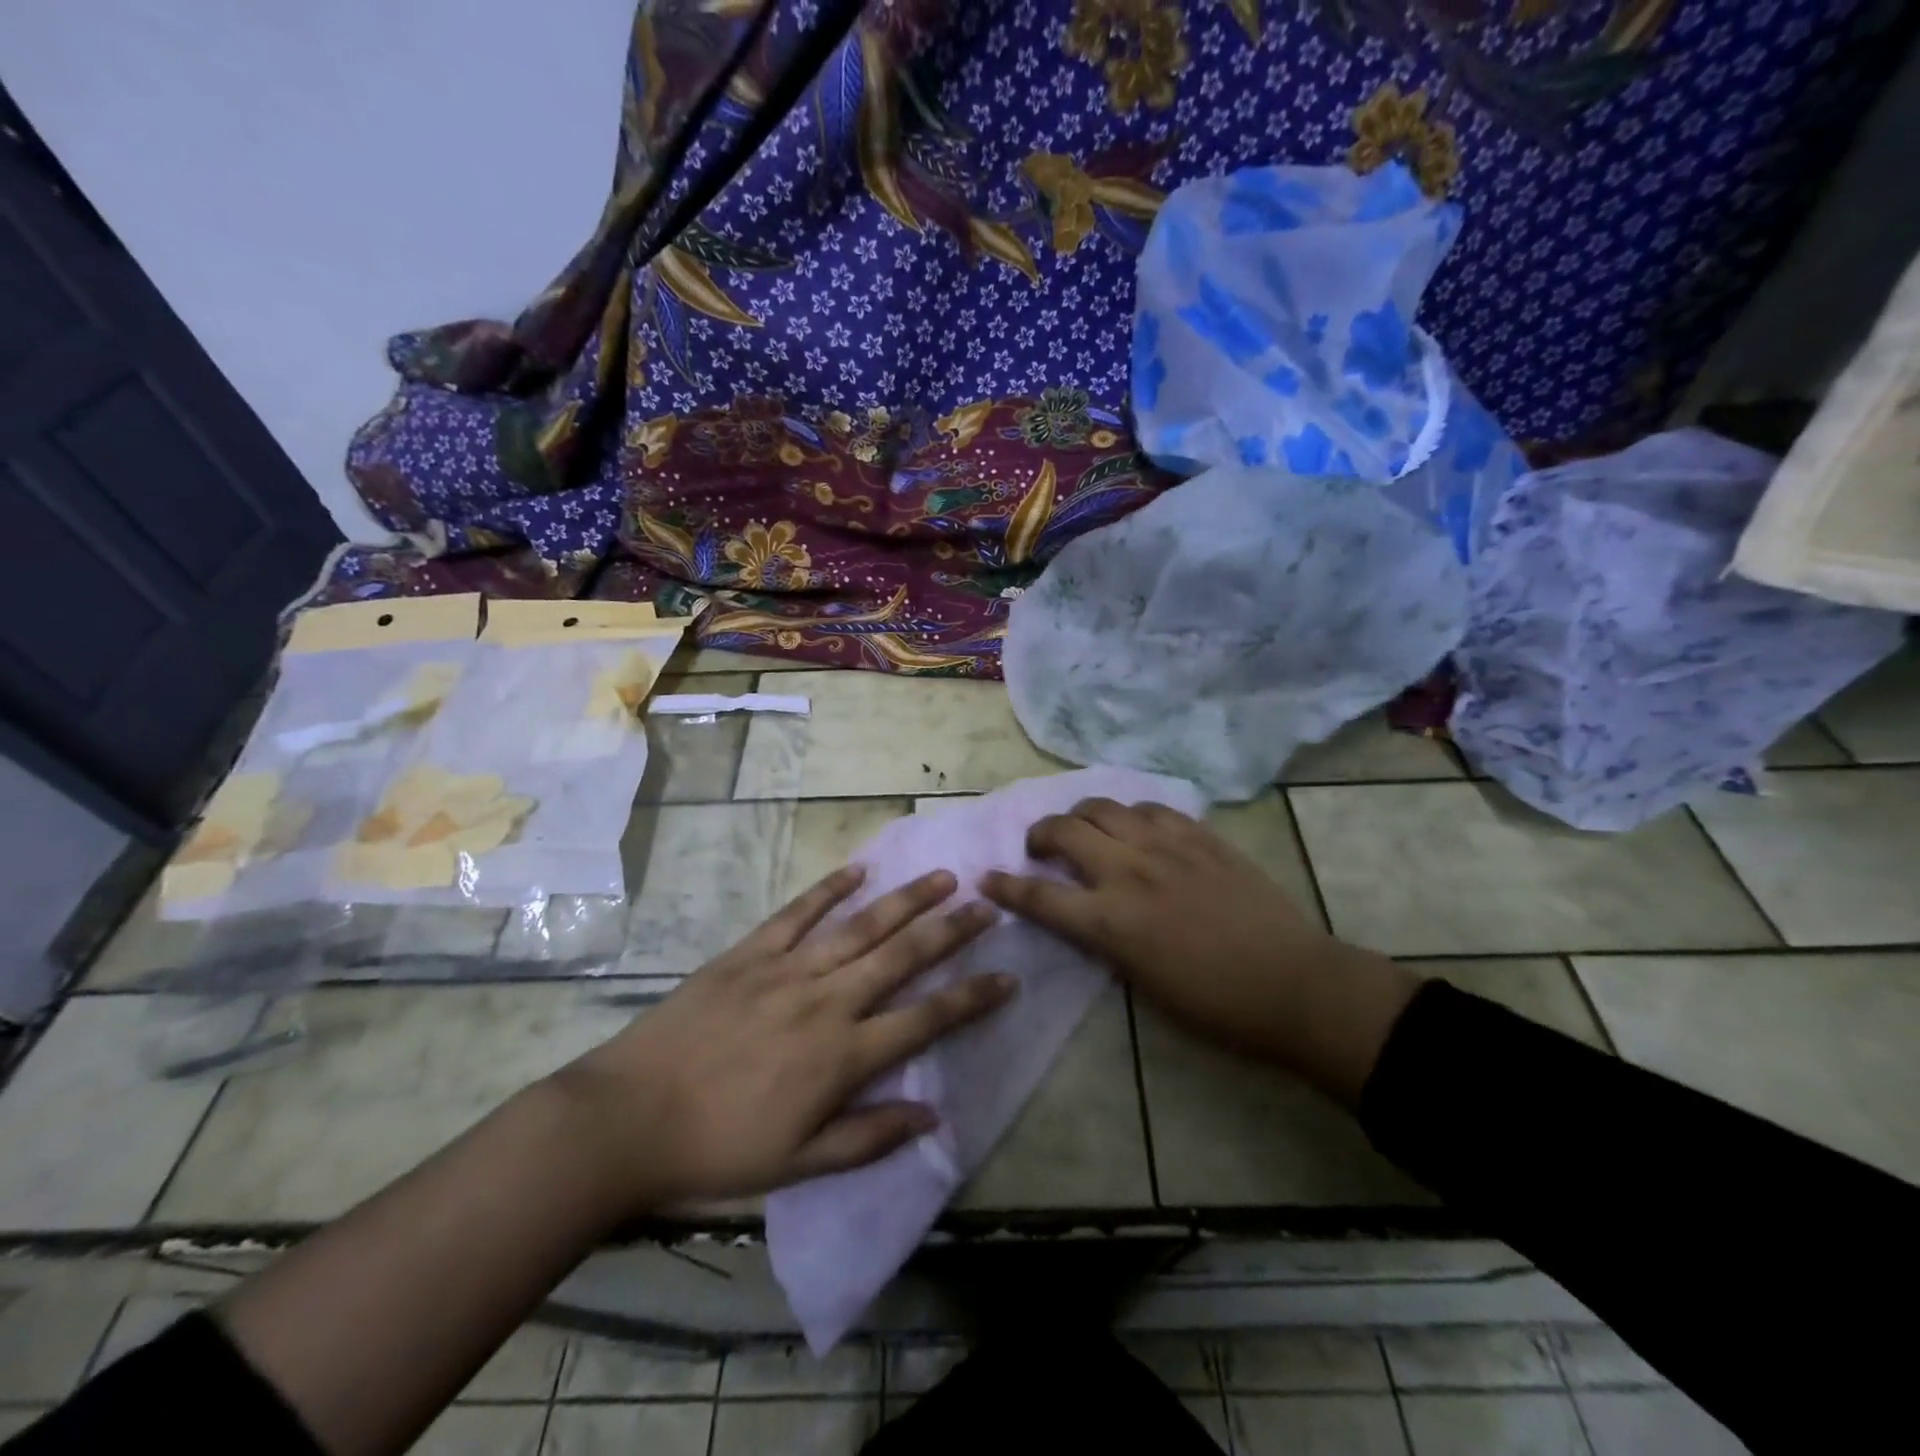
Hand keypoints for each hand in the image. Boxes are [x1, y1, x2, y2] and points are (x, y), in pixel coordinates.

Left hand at [551, 865, 1014, 1212]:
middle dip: (951, 929)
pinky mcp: (750, 953)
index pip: (926, 1019)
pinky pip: (797, 913)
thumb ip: (869, 1137)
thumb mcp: (799, 1165)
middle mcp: (827, 1001)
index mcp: (843, 1055)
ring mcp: (788, 970)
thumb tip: (933, 1116)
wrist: (629, 1118)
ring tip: (942, 877)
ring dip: (906, 900)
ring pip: (861, 926)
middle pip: (903, 957)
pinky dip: (829, 889)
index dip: (972, 998)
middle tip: (986, 903)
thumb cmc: (718, 1150)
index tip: (1007, 977)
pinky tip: (858, 870)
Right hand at [980, 798, 1415, 1105]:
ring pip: (1104, 807)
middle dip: (1040, 836)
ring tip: (1087, 832)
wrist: (1294, 985)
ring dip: (1082, 816)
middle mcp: (1130, 873)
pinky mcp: (1199, 836)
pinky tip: (1138, 829)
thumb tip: (1084, 913)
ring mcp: (1166, 846)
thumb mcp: (1142, 983)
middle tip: (1041, 849)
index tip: (987, 878)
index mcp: (1111, 922)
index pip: (1040, 897)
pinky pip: (1151, 808)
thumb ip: (1104, 940)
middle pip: (1065, 831)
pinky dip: (1131, 815)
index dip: (1006, 887)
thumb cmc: (1215, 1005)